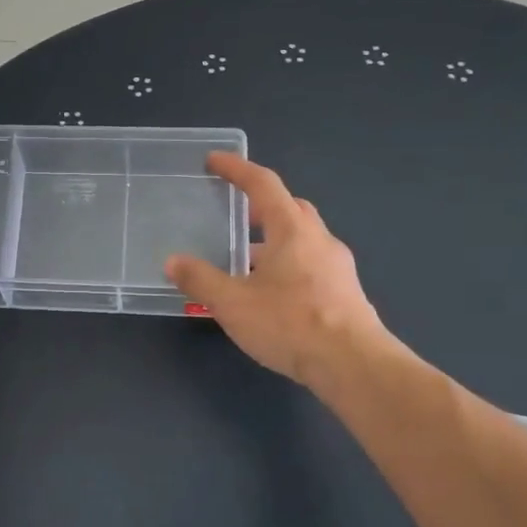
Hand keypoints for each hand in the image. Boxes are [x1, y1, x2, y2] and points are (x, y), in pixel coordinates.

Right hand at [165, 153, 388, 387]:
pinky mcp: (344, 292)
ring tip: (244, 260)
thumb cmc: (290, 324)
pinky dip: (286, 265)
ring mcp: (337, 266)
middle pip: (289, 208)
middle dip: (259, 205)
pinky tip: (270, 293)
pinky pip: (310, 264)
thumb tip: (173, 262)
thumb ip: (200, 280)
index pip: (263, 184)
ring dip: (273, 240)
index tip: (214, 161)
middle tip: (233, 212)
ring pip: (301, 239)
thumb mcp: (233, 303)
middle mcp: (319, 239)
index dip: (237, 169)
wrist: (353, 365)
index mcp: (292, 229)